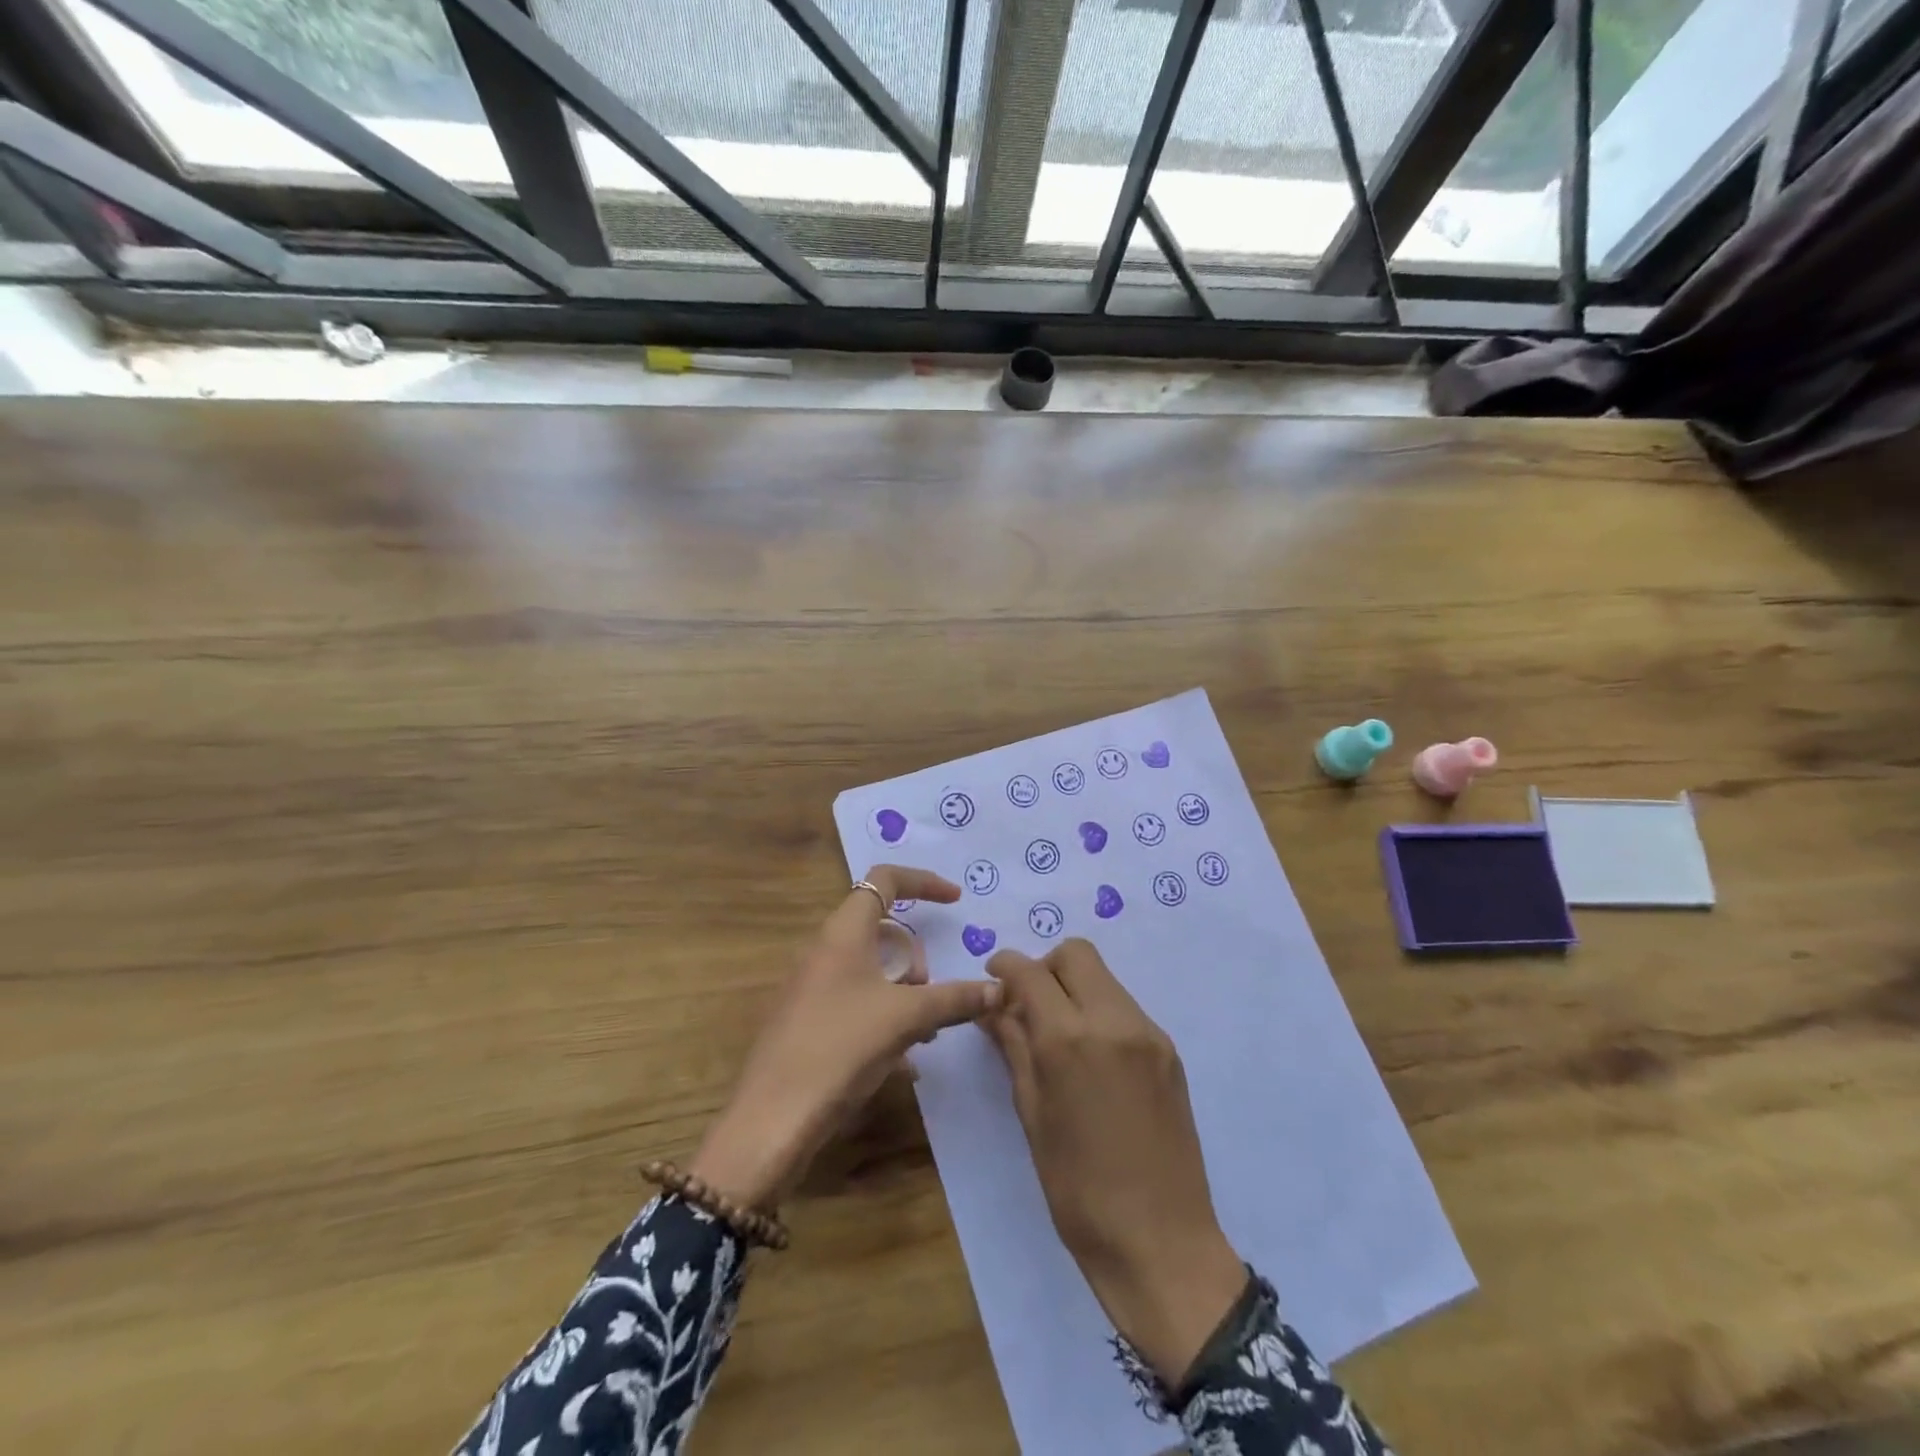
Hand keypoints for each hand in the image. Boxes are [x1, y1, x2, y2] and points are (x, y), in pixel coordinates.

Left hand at [690, 865, 1001, 1209]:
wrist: (772, 1119)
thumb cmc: (840, 1048)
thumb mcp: (906, 1018)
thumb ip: (955, 999)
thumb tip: (999, 989)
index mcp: (843, 931)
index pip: (885, 880)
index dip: (923, 882)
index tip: (956, 901)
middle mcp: (825, 949)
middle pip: (882, 929)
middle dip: (915, 957)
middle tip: (930, 993)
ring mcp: (813, 985)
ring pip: (872, 968)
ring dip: (904, 991)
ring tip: (923, 1032)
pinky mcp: (809, 1019)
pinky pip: (857, 999)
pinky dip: (885, 1015)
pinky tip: (902, 1060)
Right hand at [982, 939, 1247, 1387]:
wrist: (1162, 1243)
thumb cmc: (1079, 1190)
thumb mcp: (1033, 1116)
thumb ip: (1014, 1049)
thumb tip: (995, 1009)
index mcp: (1069, 1039)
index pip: (1030, 971)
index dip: (1005, 966)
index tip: (993, 979)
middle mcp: (1113, 1020)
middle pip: (1076, 954)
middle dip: (1045, 967)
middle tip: (1028, 1005)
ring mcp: (1148, 1033)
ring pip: (1103, 977)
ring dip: (1074, 987)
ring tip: (1059, 1035)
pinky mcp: (1169, 1051)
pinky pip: (1125, 1007)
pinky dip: (1100, 1011)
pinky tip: (1093, 1058)